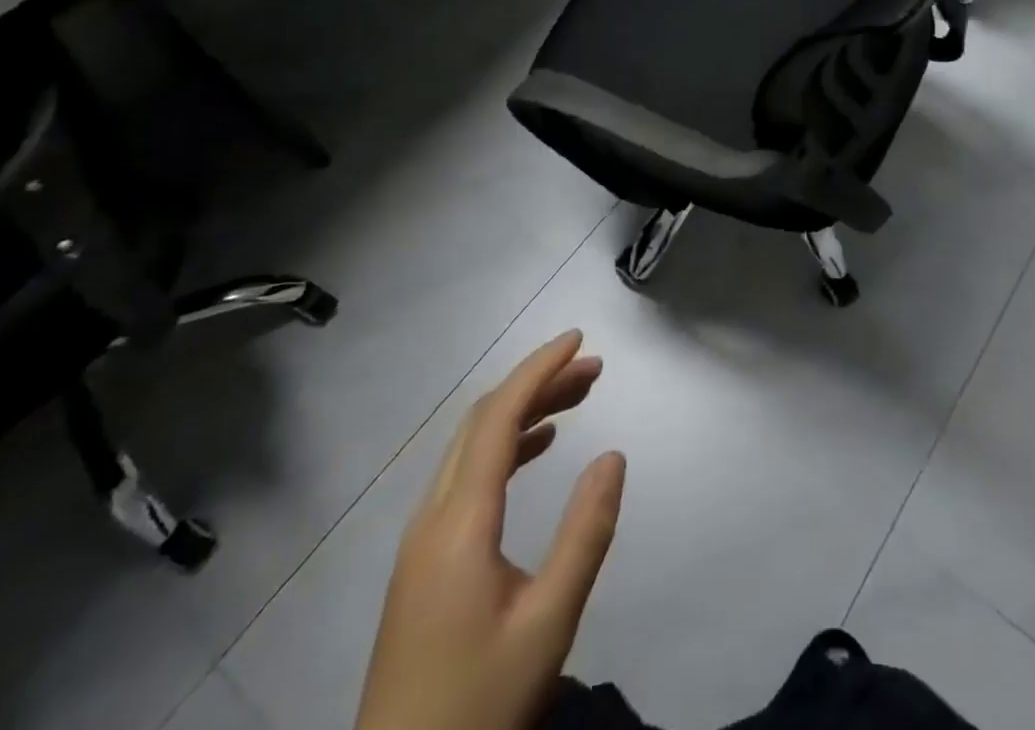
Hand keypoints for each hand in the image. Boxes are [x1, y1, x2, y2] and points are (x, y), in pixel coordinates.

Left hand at [356, 330, 626, 729]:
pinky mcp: (422, 562)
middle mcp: (433, 515)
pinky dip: (504, 446)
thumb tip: (613, 455)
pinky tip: (537, 450)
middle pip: (483, 421)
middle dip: (538, 383)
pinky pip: (465, 476)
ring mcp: (421, 539)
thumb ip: (584, 534)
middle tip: (593, 369)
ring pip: (472, 446)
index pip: (499, 416)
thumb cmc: (478, 706)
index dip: (539, 369)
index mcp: (459, 521)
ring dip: (523, 412)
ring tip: (576, 399)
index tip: (579, 339)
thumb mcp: (548, 624)